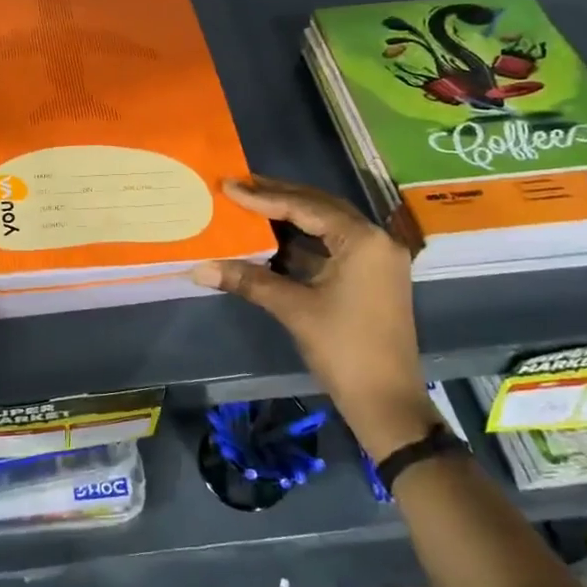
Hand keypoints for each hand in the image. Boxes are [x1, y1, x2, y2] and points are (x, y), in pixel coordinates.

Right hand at [189, 176, 436, 460]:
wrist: (386, 401)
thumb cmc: (344, 349)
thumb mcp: (294, 309)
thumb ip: (249, 280)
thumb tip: (200, 267)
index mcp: (362, 241)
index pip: (306, 208)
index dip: (264, 197)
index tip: (229, 185)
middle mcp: (375, 241)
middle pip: (320, 208)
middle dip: (279, 196)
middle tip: (240, 185)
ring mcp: (375, 260)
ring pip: (327, 226)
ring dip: (290, 217)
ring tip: (251, 205)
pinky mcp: (370, 278)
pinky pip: (331, 247)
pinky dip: (302, 242)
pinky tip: (271, 240)